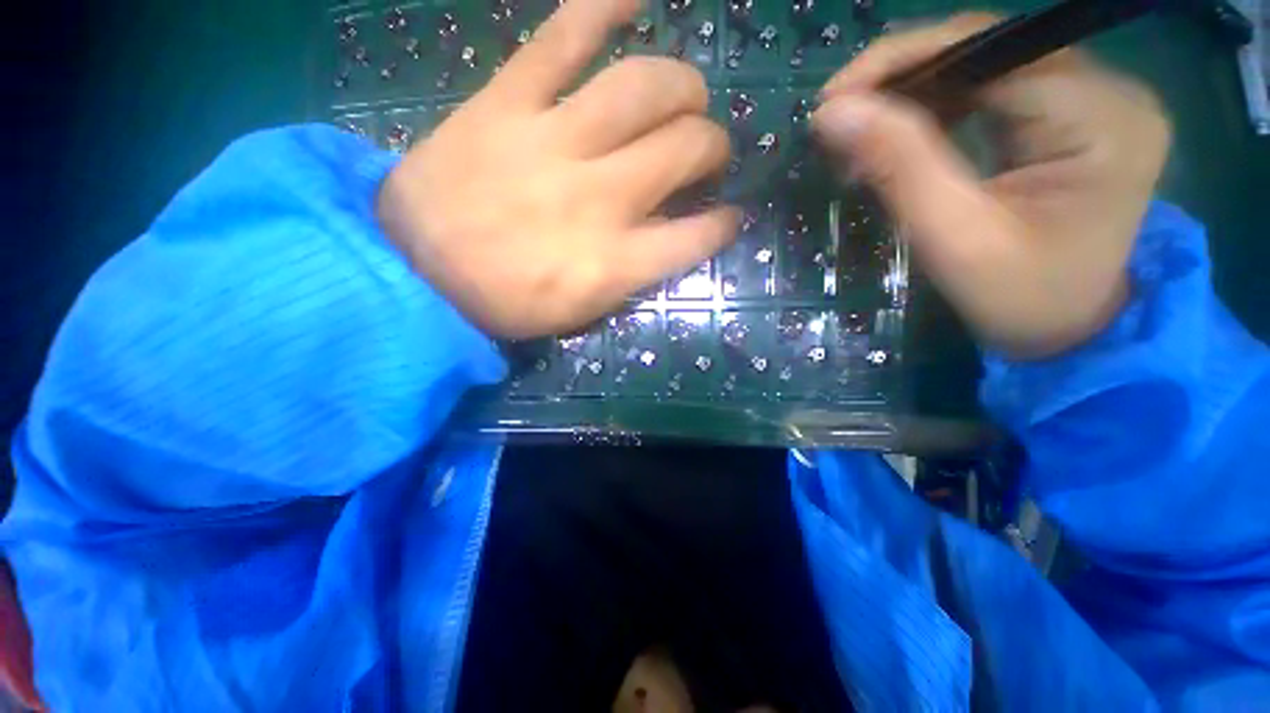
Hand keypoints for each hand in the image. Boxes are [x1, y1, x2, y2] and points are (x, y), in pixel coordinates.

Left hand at [377, 0, 736, 338]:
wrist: (414, 270)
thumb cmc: (505, 302)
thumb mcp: (580, 311)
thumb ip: (632, 276)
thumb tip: (671, 235)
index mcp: (612, 264)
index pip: (695, 237)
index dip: (723, 225)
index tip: (729, 218)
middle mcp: (597, 200)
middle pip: (683, 150)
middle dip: (712, 147)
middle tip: (706, 151)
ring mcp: (552, 143)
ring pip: (644, 88)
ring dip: (683, 86)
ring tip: (687, 96)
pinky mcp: (506, 102)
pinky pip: (564, 37)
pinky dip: (604, 5)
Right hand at [814, 14, 1170, 358]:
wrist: (1071, 331)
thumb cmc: (1021, 299)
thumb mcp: (954, 240)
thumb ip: (899, 168)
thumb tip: (833, 113)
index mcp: (1099, 117)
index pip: (987, 49)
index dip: (901, 62)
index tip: (833, 102)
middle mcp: (1106, 88)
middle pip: (985, 49)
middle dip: (901, 81)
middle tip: (840, 125)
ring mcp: (1092, 96)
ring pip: (981, 64)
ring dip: (912, 96)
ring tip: (864, 139)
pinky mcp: (1070, 112)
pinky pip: (990, 87)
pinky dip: (935, 108)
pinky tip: (901, 138)